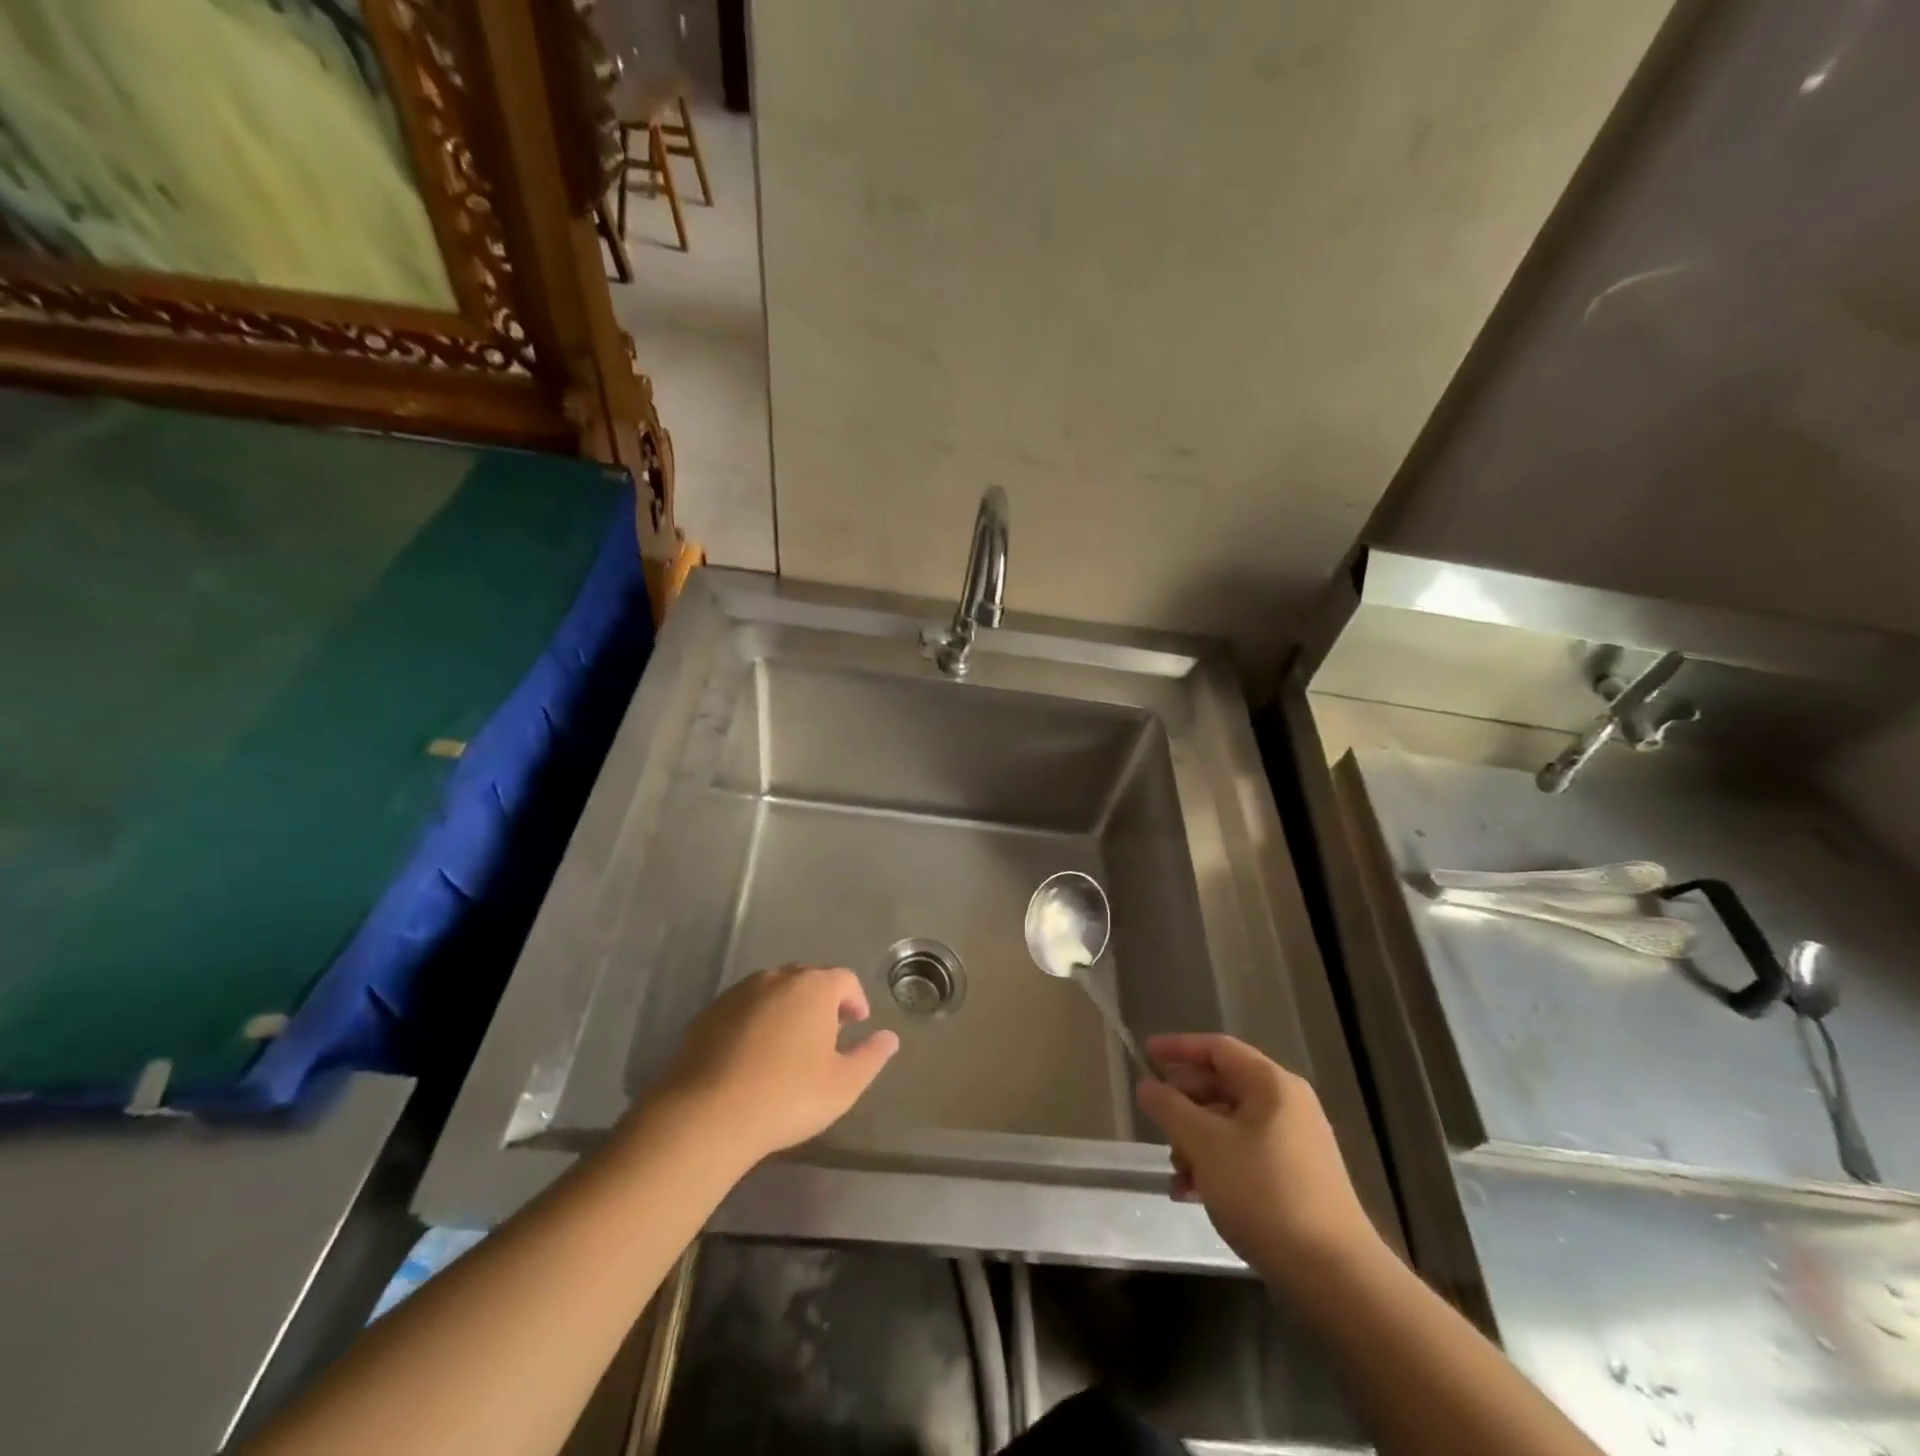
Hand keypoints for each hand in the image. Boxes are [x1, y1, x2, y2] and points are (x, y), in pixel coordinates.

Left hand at [649, 965, 899, 1166]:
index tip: (857, 1023)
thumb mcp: (843, 1085)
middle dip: (821, 1001)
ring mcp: (739, 993)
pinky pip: (743, 1009)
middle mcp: (777, 978)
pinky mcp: (708, 1013)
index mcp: (814, 988)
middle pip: (807, 979)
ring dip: (786, 1009)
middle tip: (826, 1034)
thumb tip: (890, 1037)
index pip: (844, 979)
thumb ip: (871, 1056)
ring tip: (788, 1045)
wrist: (707, 1114)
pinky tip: (752, 1056)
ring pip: (773, 991)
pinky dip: (754, 1022)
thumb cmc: (788, 1096)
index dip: (855, 999)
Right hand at [1136, 1033, 1381, 1285]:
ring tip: (1174, 1171)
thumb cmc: (1264, 1193)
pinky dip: (1215, 1166)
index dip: (1178, 1047)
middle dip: (1184, 1103)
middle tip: (1154, 1119)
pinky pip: (1244, 1156)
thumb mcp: (1204, 1144)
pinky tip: (1191, 1194)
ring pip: (1230, 1125)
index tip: (1145, 1054)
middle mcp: (1287, 1106)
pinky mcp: (1296, 1182)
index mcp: (1271, 1085)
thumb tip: (1147, 1085)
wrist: (1334, 1277)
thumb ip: (1169, 1108)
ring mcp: (1295, 1145)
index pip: (1217, 1048)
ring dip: (1195, 1141)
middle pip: (1223, 1086)